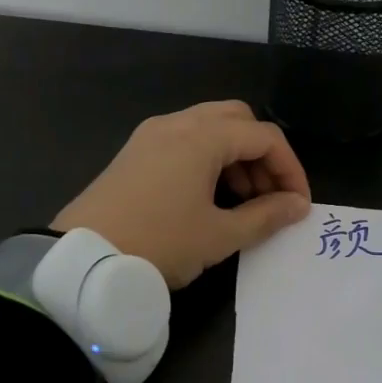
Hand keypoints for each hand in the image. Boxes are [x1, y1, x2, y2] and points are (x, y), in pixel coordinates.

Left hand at [52, 102, 311, 287]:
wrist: (82, 263)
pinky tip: (209, 195)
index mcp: (202, 137)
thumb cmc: (159, 244)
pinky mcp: (135, 152)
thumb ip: (266, 216)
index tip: (299, 205)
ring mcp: (151, 135)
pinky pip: (185, 140)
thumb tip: (297, 206)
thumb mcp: (219, 236)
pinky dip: (208, 158)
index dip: (290, 169)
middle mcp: (177, 123)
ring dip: (236, 156)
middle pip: (238, 120)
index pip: (265, 137)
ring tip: (243, 200)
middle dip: (263, 154)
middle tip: (270, 195)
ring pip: (210, 127)